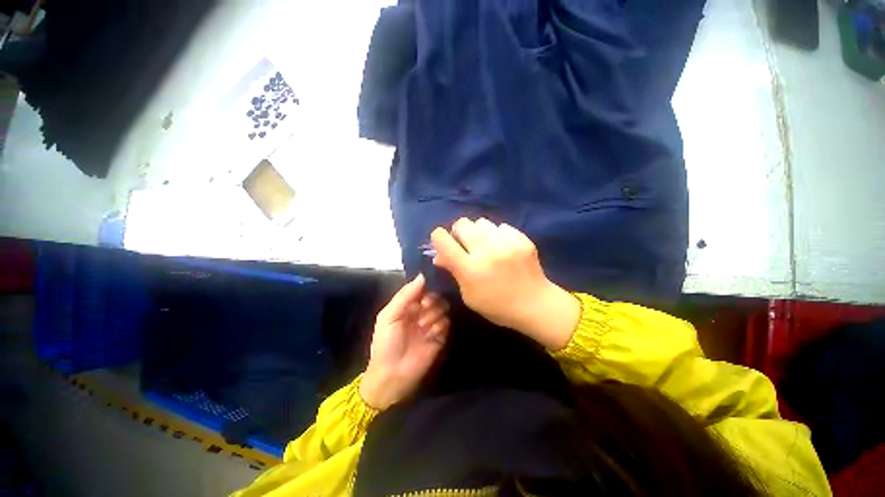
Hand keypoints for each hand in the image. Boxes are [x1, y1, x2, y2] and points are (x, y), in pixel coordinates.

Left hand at [360, 274, 449, 409]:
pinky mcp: (440, 336)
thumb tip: (422, 275)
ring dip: (433, 315)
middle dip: (431, 301)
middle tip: (424, 308)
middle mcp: (421, 311)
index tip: (428, 286)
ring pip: (442, 308)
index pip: (422, 288)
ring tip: (423, 327)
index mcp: (407, 305)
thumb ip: (405, 295)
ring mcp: (431, 323)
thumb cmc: (386, 343)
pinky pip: (446, 323)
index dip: (426, 286)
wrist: (392, 375)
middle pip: (435, 296)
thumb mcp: (389, 316)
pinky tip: (430, 335)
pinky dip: (439, 327)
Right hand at [431, 218, 579, 350]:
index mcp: (470, 268)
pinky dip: (497, 234)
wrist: (535, 304)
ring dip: (478, 232)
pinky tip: (502, 247)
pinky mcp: (521, 239)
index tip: (442, 242)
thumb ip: (454, 271)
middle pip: (462, 223)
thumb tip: (439, 255)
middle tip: (465, 244)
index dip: (438, 237)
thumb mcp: (468, 295)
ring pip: (482, 222)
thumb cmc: (497, 306)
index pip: (443, 239)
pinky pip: (501, 226)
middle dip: (459, 231)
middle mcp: (486, 251)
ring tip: (485, 245)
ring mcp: (506, 242)